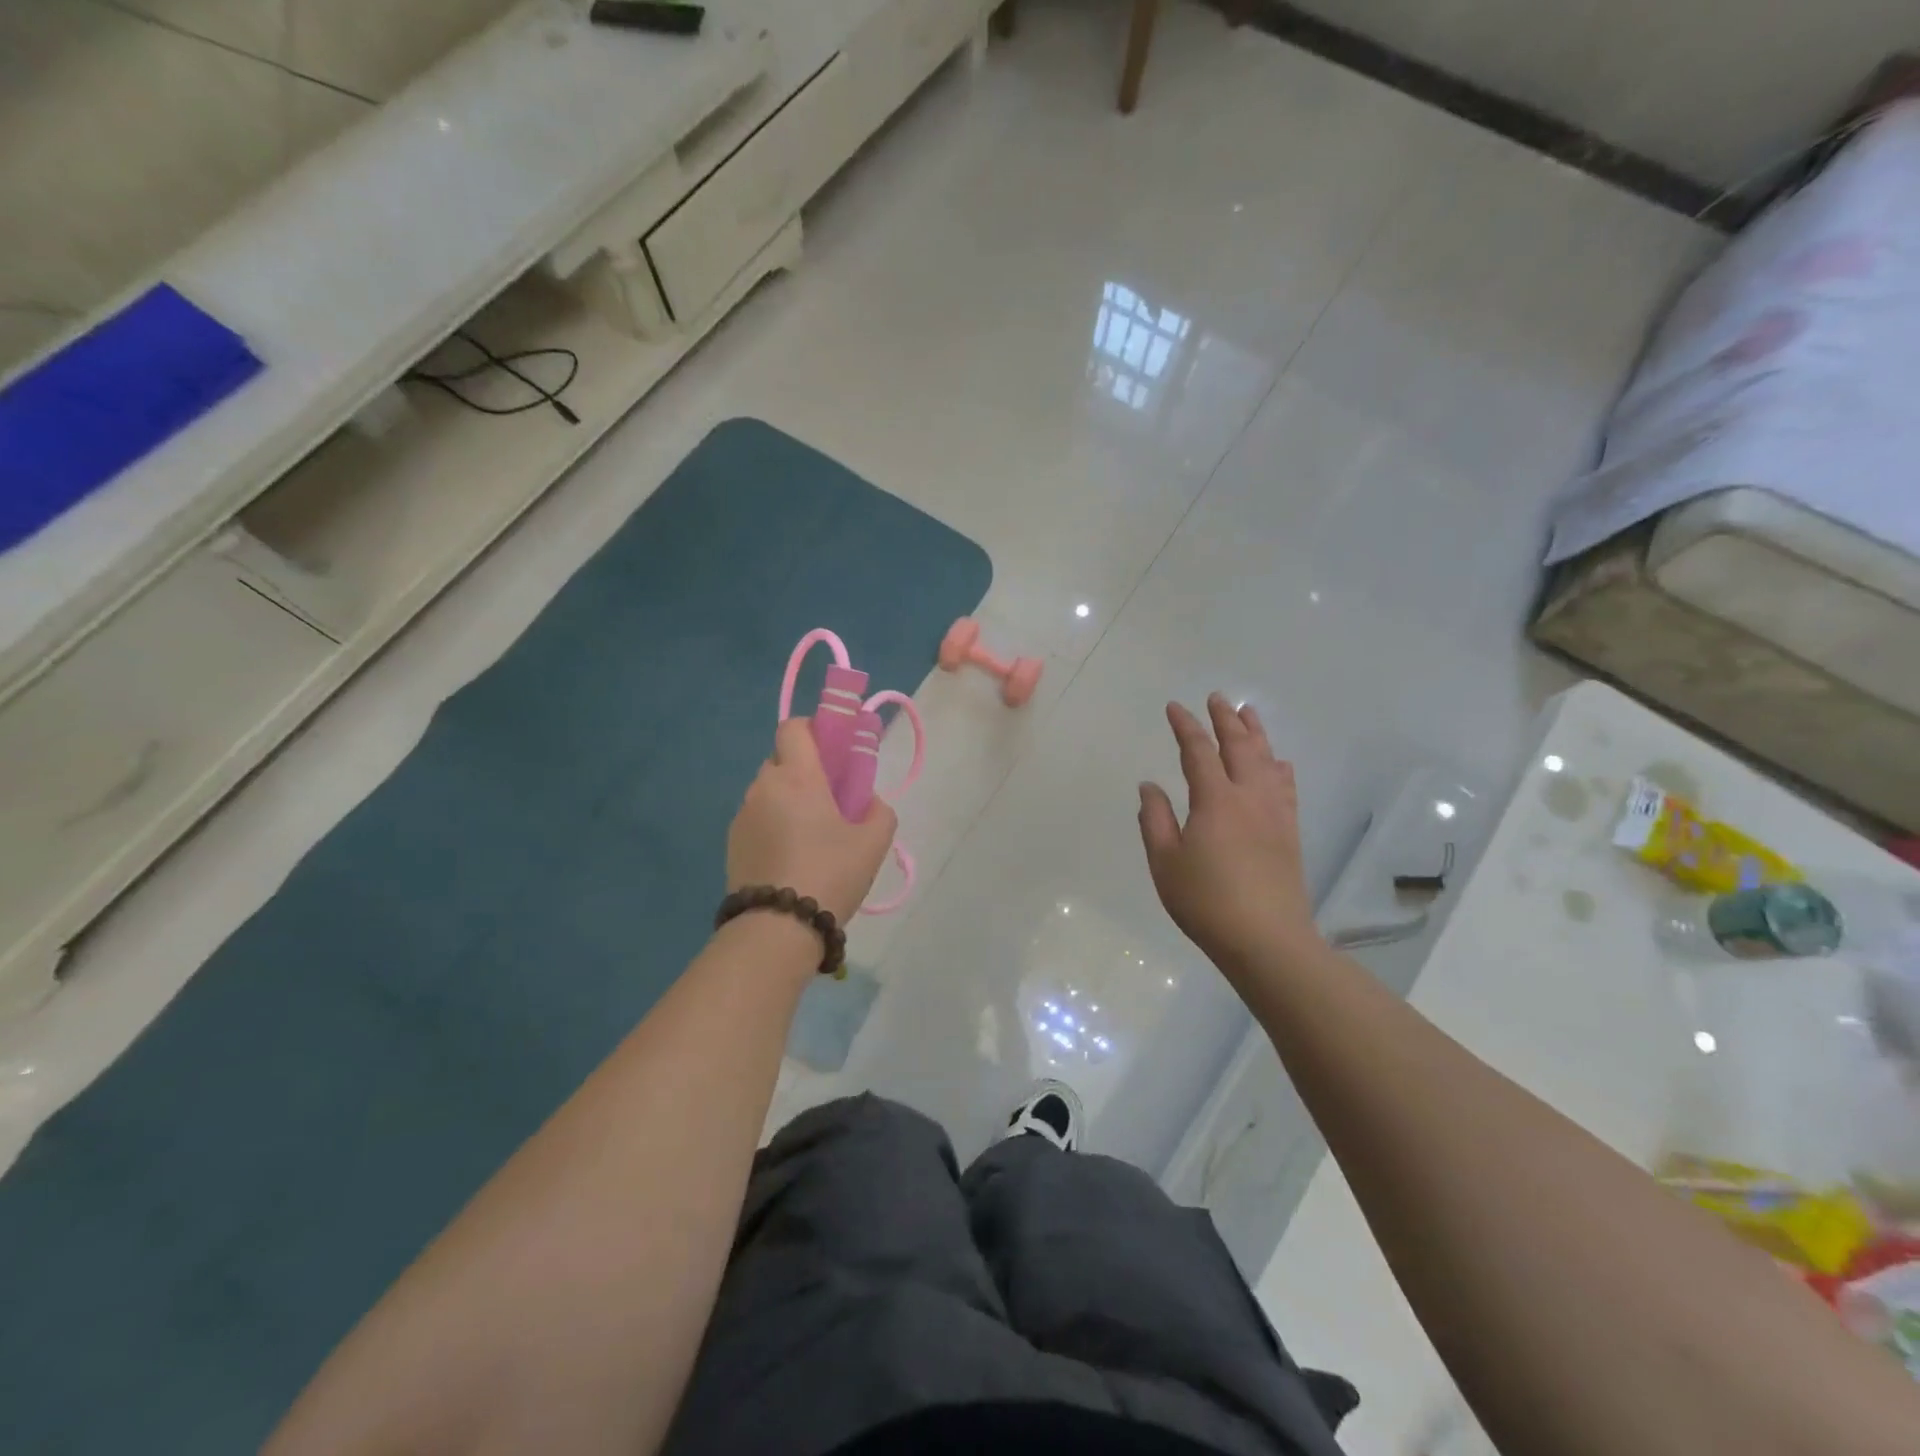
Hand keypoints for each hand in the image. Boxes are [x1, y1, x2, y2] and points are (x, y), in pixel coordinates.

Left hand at [728, 718, 897, 926]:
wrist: (777, 928)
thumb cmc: (830, 874)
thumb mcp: (874, 843)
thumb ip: (879, 811)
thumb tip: (867, 802)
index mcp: (798, 777)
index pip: (794, 727)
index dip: (813, 729)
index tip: (833, 751)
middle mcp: (764, 787)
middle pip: (781, 759)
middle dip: (804, 770)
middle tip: (830, 799)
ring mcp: (743, 815)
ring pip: (768, 791)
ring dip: (788, 800)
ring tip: (811, 836)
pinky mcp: (731, 843)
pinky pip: (757, 819)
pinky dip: (773, 825)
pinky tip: (791, 857)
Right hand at [1138, 694, 1321, 976]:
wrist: (1267, 939)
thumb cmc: (1206, 901)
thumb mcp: (1165, 862)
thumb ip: (1155, 819)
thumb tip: (1150, 786)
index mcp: (1215, 800)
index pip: (1198, 751)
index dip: (1186, 726)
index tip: (1175, 707)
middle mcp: (1249, 797)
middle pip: (1239, 746)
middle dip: (1226, 719)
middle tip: (1218, 697)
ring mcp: (1274, 813)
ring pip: (1267, 760)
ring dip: (1256, 734)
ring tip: (1249, 713)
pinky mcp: (1289, 832)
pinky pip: (1285, 786)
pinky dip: (1279, 767)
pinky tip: (1279, 762)